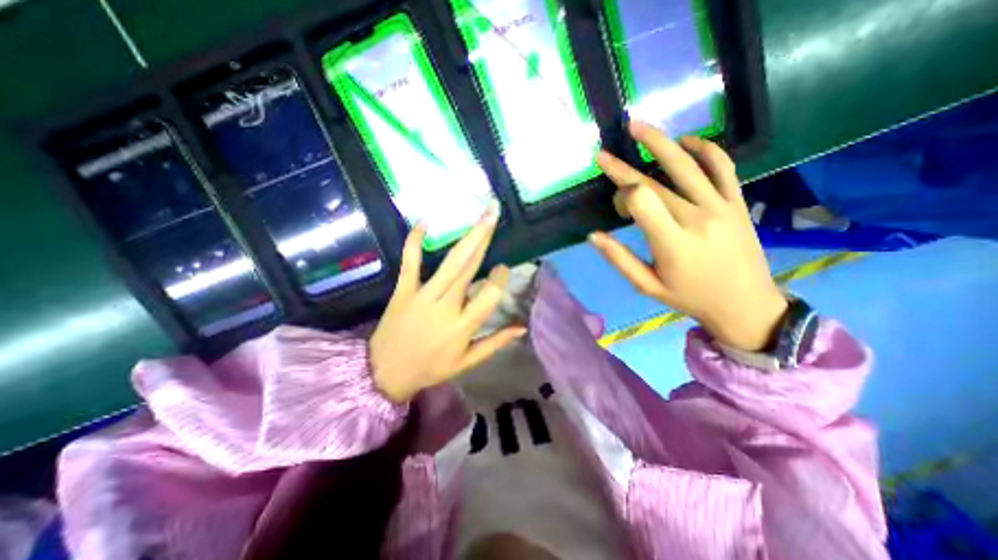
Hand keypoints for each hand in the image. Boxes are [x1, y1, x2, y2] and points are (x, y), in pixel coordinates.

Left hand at [366, 206, 521, 402]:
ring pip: (449, 262)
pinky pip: (410, 262)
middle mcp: (445, 306)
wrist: (385, 373)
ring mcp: (422, 295)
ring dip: (467, 237)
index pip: (489, 296)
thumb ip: (496, 342)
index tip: (504, 268)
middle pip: (469, 267)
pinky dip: (414, 241)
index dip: (500, 279)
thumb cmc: (431, 368)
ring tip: (481, 215)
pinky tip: (424, 222)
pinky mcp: (403, 289)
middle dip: (484, 238)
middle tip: (495, 212)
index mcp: (463, 326)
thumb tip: (522, 327)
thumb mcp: (467, 362)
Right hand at [590, 120, 788, 350]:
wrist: (746, 304)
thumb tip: (593, 235)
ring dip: (659, 142)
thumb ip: (619, 259)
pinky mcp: (737, 201)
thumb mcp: (647, 285)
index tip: (616, 204)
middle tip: (603, 155)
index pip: (641, 200)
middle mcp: (696, 217)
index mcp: (672, 242)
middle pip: (654, 182)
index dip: (622, 194)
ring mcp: (720, 205)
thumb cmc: (689, 297)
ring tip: (637, 125)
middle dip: (624, 169)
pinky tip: (686, 141)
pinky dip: (704, 148)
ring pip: (686, 164)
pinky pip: (722, 166)